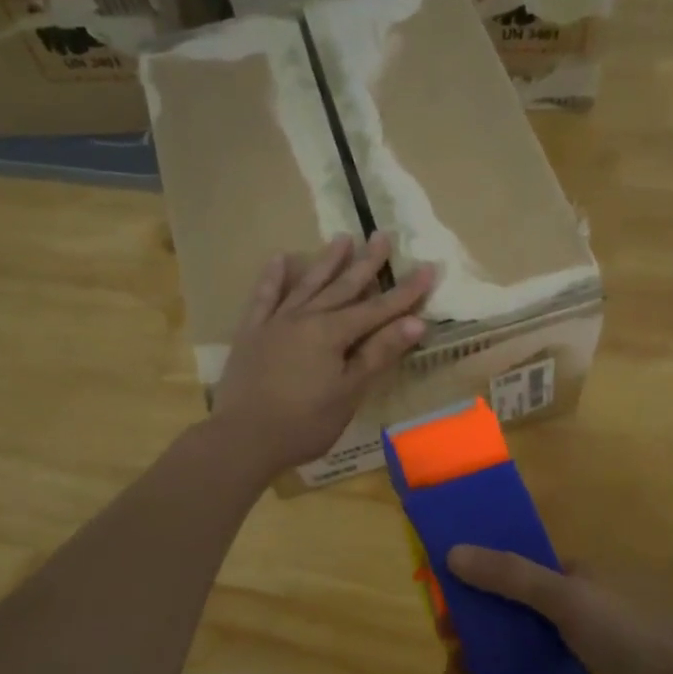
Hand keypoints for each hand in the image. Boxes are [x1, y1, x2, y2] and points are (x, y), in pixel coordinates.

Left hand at [211, 233, 434, 476]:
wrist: (243, 438)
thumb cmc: (304, 423)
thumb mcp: (349, 392)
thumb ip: (378, 354)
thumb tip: (415, 322)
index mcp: (332, 333)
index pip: (378, 308)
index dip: (406, 291)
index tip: (429, 267)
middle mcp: (305, 318)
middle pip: (342, 287)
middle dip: (366, 263)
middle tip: (383, 235)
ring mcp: (275, 322)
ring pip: (307, 285)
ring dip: (326, 262)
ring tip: (342, 238)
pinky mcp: (251, 332)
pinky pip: (264, 297)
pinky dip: (273, 277)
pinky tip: (281, 258)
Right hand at [445, 545, 672, 673]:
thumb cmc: (627, 634)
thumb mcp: (565, 600)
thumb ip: (511, 576)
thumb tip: (453, 553)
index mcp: (565, 570)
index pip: (505, 567)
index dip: (469, 582)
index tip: (441, 609)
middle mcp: (567, 594)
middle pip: (505, 605)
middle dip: (472, 628)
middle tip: (450, 657)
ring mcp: (576, 631)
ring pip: (517, 637)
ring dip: (485, 656)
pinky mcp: (585, 663)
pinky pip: (536, 661)